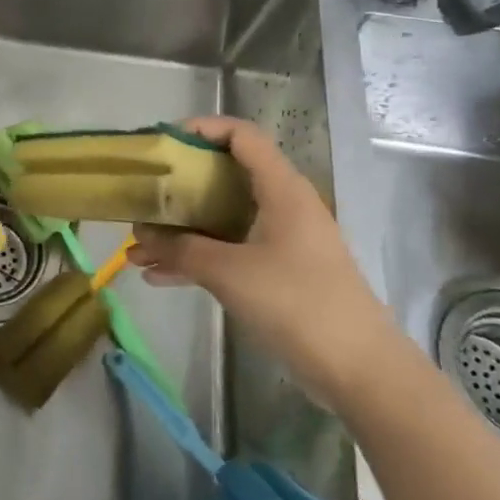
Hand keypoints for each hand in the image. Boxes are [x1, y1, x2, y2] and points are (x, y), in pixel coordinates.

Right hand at [127, 116, 396, 408]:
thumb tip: (141, 237)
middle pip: (225, 176)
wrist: (361, 371)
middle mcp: (282, 205)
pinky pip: (229, 250)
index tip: (163, 143)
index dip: (202, 128)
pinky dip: (197, 258)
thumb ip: (180, 249)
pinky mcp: (279, 272)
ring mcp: (282, 240)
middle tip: (144, 195)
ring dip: (180, 230)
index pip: (241, 135)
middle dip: (178, 187)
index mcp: (281, 189)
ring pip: (222, 218)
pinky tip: (159, 276)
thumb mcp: (228, 271)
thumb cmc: (296, 303)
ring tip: (138, 247)